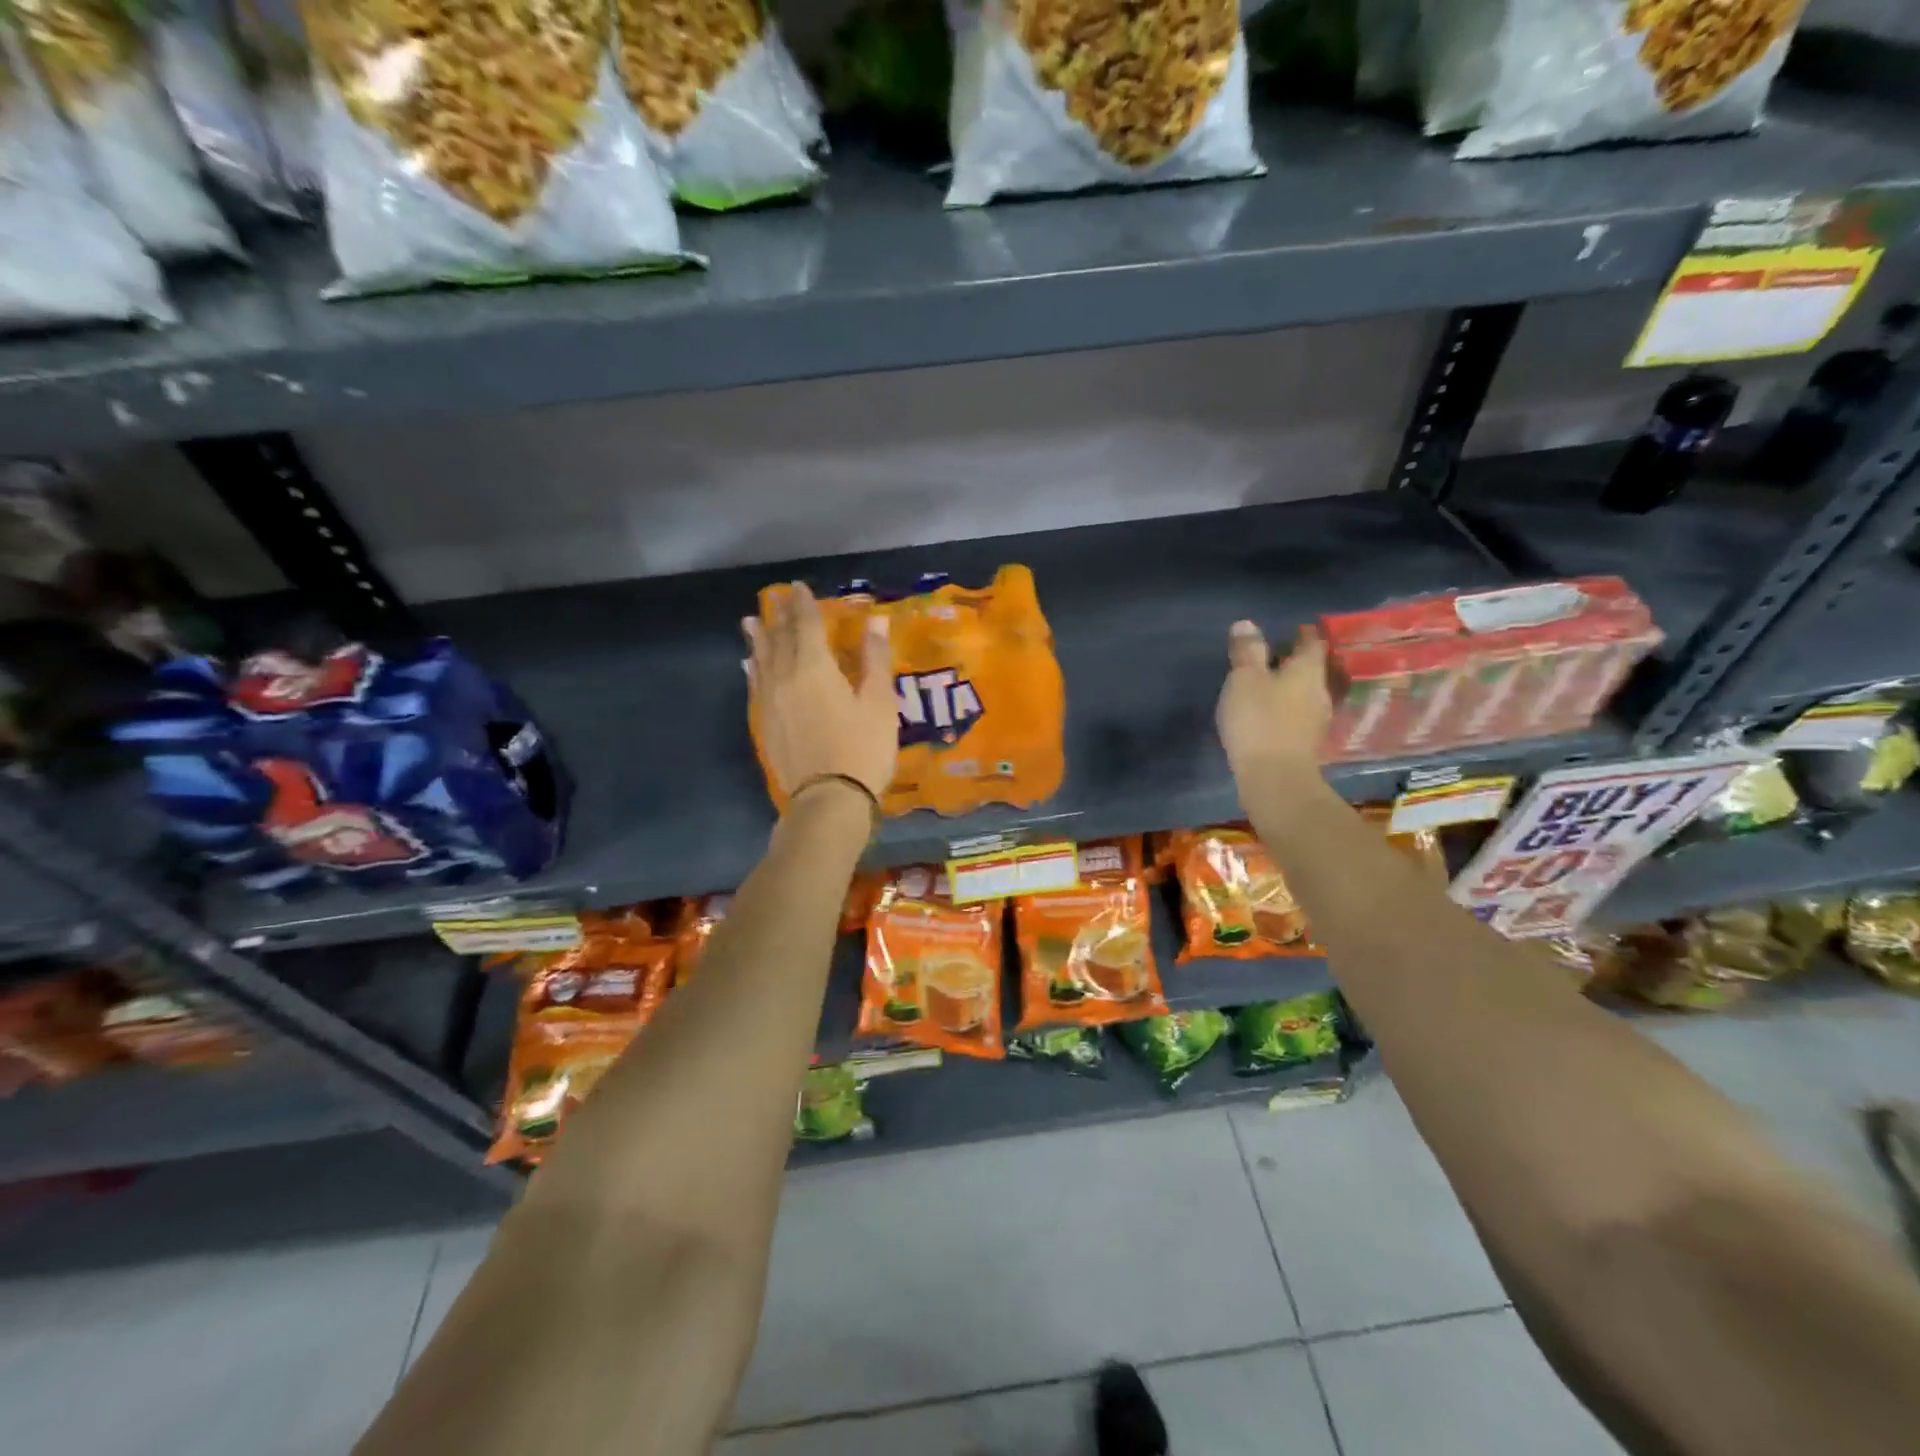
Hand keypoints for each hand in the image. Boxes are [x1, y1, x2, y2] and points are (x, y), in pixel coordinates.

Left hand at [746, 582, 896, 806]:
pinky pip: (756, 685)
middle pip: (779, 639)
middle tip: (776, 598)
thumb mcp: (880, 703)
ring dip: (758, 638)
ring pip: (761, 660)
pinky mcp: (765, 723)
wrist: (828, 798)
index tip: (798, 587)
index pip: (806, 625)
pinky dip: (753, 669)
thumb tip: (875, 621)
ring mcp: (771, 701)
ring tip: (750, 622)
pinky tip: (750, 665)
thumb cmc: (862, 748)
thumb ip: (875, 659)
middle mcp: (786, 677)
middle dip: (779, 616)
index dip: (803, 604)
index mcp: (815, 667)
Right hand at [1216, 621, 1330, 784]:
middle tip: (1274, 655)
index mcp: (1307, 671)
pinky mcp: (1306, 744)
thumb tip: (1247, 623)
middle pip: (1312, 669)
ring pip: (1306, 693)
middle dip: (1295, 661)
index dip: (1303, 633)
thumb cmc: (1259, 721)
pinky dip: (1286, 709)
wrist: (1275, 779)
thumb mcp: (1244, 679)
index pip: (1312, 643)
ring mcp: (1316, 720)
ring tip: (1268, 685)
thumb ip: (1246, 651)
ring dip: (1290, 687)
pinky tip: (1269, 714)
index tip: (1292, 628)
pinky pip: (1298, 716)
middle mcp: (1319, 692)